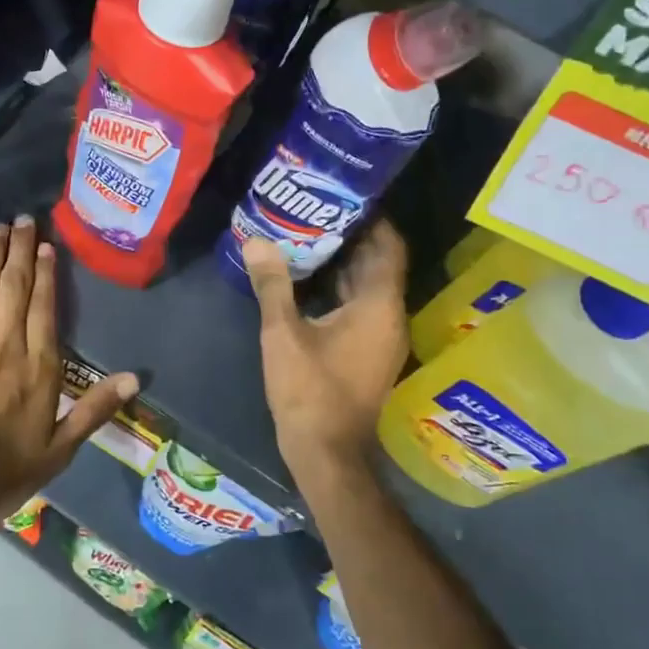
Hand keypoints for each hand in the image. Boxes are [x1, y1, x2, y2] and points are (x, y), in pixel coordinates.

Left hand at [0, 217, 137, 530]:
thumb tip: (134, 378)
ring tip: (1, 228)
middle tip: (24, 219)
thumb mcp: (58, 451)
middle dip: (21, 250)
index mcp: (38, 368)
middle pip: (14, 287)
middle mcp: (5, 346)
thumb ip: (94, 410)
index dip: (47, 273)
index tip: (48, 246)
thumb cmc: (1, 473)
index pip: (44, 308)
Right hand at [244, 222, 409, 491]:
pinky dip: (341, 289)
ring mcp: (382, 338)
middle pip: (379, 264)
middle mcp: (390, 317)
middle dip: (352, 236)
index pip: (389, 247)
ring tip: (308, 236)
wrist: (327, 453)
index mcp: (379, 306)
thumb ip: (273, 285)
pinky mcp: (369, 353)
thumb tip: (258, 242)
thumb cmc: (309, 391)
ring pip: (368, 287)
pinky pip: (361, 307)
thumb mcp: (283, 334)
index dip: (372, 219)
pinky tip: (309, 280)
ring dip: (344, 262)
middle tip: (316, 210)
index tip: (344, 196)